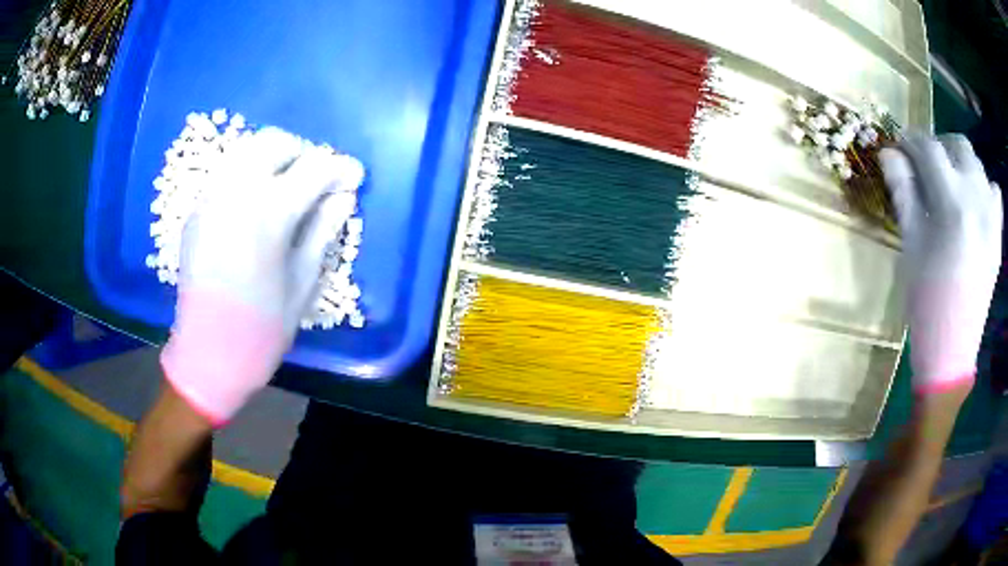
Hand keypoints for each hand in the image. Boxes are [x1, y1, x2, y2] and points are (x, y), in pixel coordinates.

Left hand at [161, 127, 362, 425]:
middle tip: (316, 180)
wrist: (206, 354)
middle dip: (302, 153)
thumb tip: (344, 197)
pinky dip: (247, 174)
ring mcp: (211, 198)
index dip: (340, 169)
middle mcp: (236, 192)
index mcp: (270, 213)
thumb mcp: (302, 283)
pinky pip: (226, 173)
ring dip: (272, 159)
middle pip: (274, 143)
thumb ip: (323, 231)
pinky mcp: (196, 211)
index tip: (354, 178)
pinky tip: (256, 204)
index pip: (314, 168)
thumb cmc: (261, 329)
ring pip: (245, 150)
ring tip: (285, 187)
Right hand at [880, 134, 1001, 393]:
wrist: (953, 349)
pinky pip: (994, 190)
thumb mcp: (910, 244)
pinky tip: (973, 200)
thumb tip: (889, 153)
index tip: (899, 148)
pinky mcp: (998, 233)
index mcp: (953, 203)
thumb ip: (903, 191)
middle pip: (958, 145)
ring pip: (976, 163)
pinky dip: (982, 184)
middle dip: (938, 145)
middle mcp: (978, 199)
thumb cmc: (926, 300)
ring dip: (960, 162)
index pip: (929, 149)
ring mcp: (992, 216)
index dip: (910, 141)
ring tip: (949, 182)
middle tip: (925, 164)